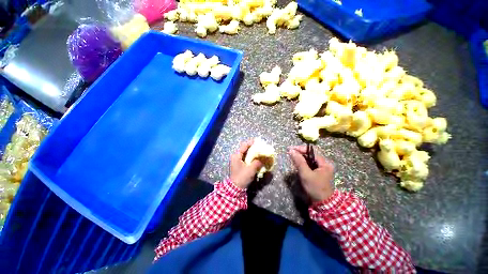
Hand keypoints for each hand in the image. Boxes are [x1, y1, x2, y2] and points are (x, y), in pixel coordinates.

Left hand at [230, 140, 263, 188]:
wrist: (236, 188)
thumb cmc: (242, 177)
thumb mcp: (251, 169)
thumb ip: (257, 162)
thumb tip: (263, 159)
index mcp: (236, 156)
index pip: (244, 145)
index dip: (251, 142)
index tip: (258, 141)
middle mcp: (236, 156)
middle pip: (245, 148)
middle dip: (253, 147)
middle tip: (260, 146)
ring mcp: (237, 160)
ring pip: (246, 153)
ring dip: (253, 152)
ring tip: (260, 151)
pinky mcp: (240, 164)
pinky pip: (246, 158)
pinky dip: (251, 157)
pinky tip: (257, 158)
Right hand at [288, 145, 334, 202]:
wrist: (323, 204)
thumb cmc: (315, 188)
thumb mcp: (306, 174)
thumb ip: (299, 161)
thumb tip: (291, 150)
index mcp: (324, 163)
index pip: (311, 151)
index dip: (300, 149)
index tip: (290, 149)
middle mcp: (325, 164)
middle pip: (311, 155)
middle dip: (300, 153)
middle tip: (290, 153)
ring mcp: (322, 169)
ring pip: (310, 160)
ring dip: (301, 158)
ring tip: (292, 157)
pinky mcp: (319, 173)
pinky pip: (310, 165)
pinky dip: (303, 163)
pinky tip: (298, 164)